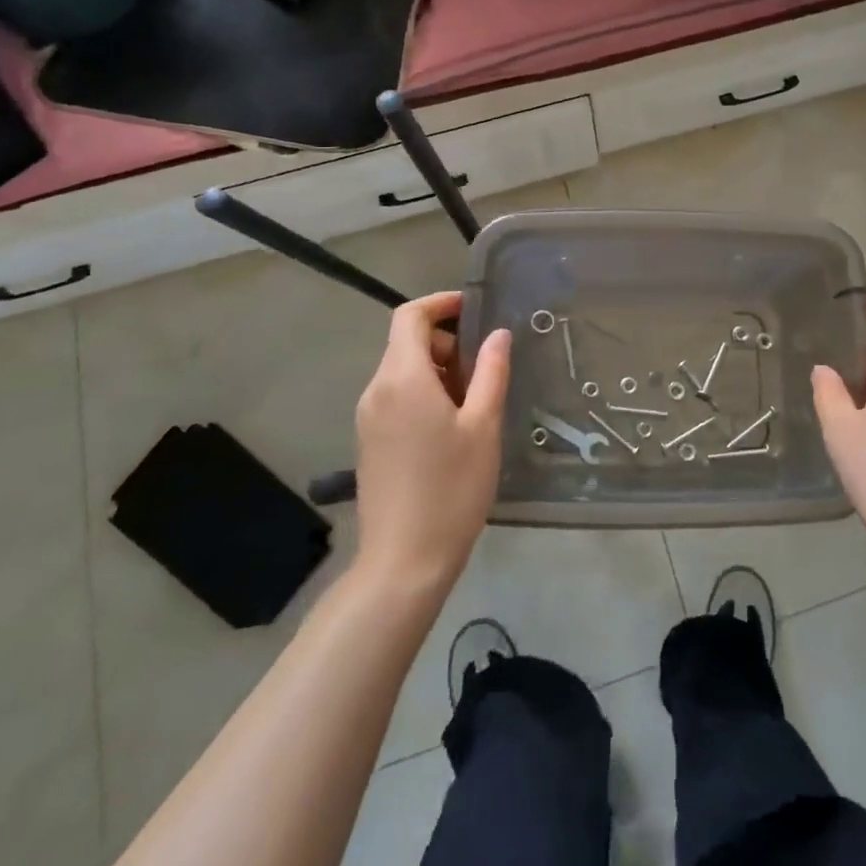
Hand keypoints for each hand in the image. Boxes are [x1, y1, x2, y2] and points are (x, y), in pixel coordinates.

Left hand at [352, 292, 510, 586]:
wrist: (403, 562)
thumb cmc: (452, 488)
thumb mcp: (483, 426)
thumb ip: (491, 372)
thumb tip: (498, 334)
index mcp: (402, 378)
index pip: (410, 316)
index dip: (441, 303)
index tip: (474, 310)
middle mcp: (376, 390)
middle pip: (407, 342)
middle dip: (447, 342)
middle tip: (486, 370)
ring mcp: (368, 418)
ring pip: (403, 371)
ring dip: (438, 370)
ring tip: (475, 402)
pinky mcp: (369, 441)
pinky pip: (396, 397)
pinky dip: (424, 393)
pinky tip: (452, 427)